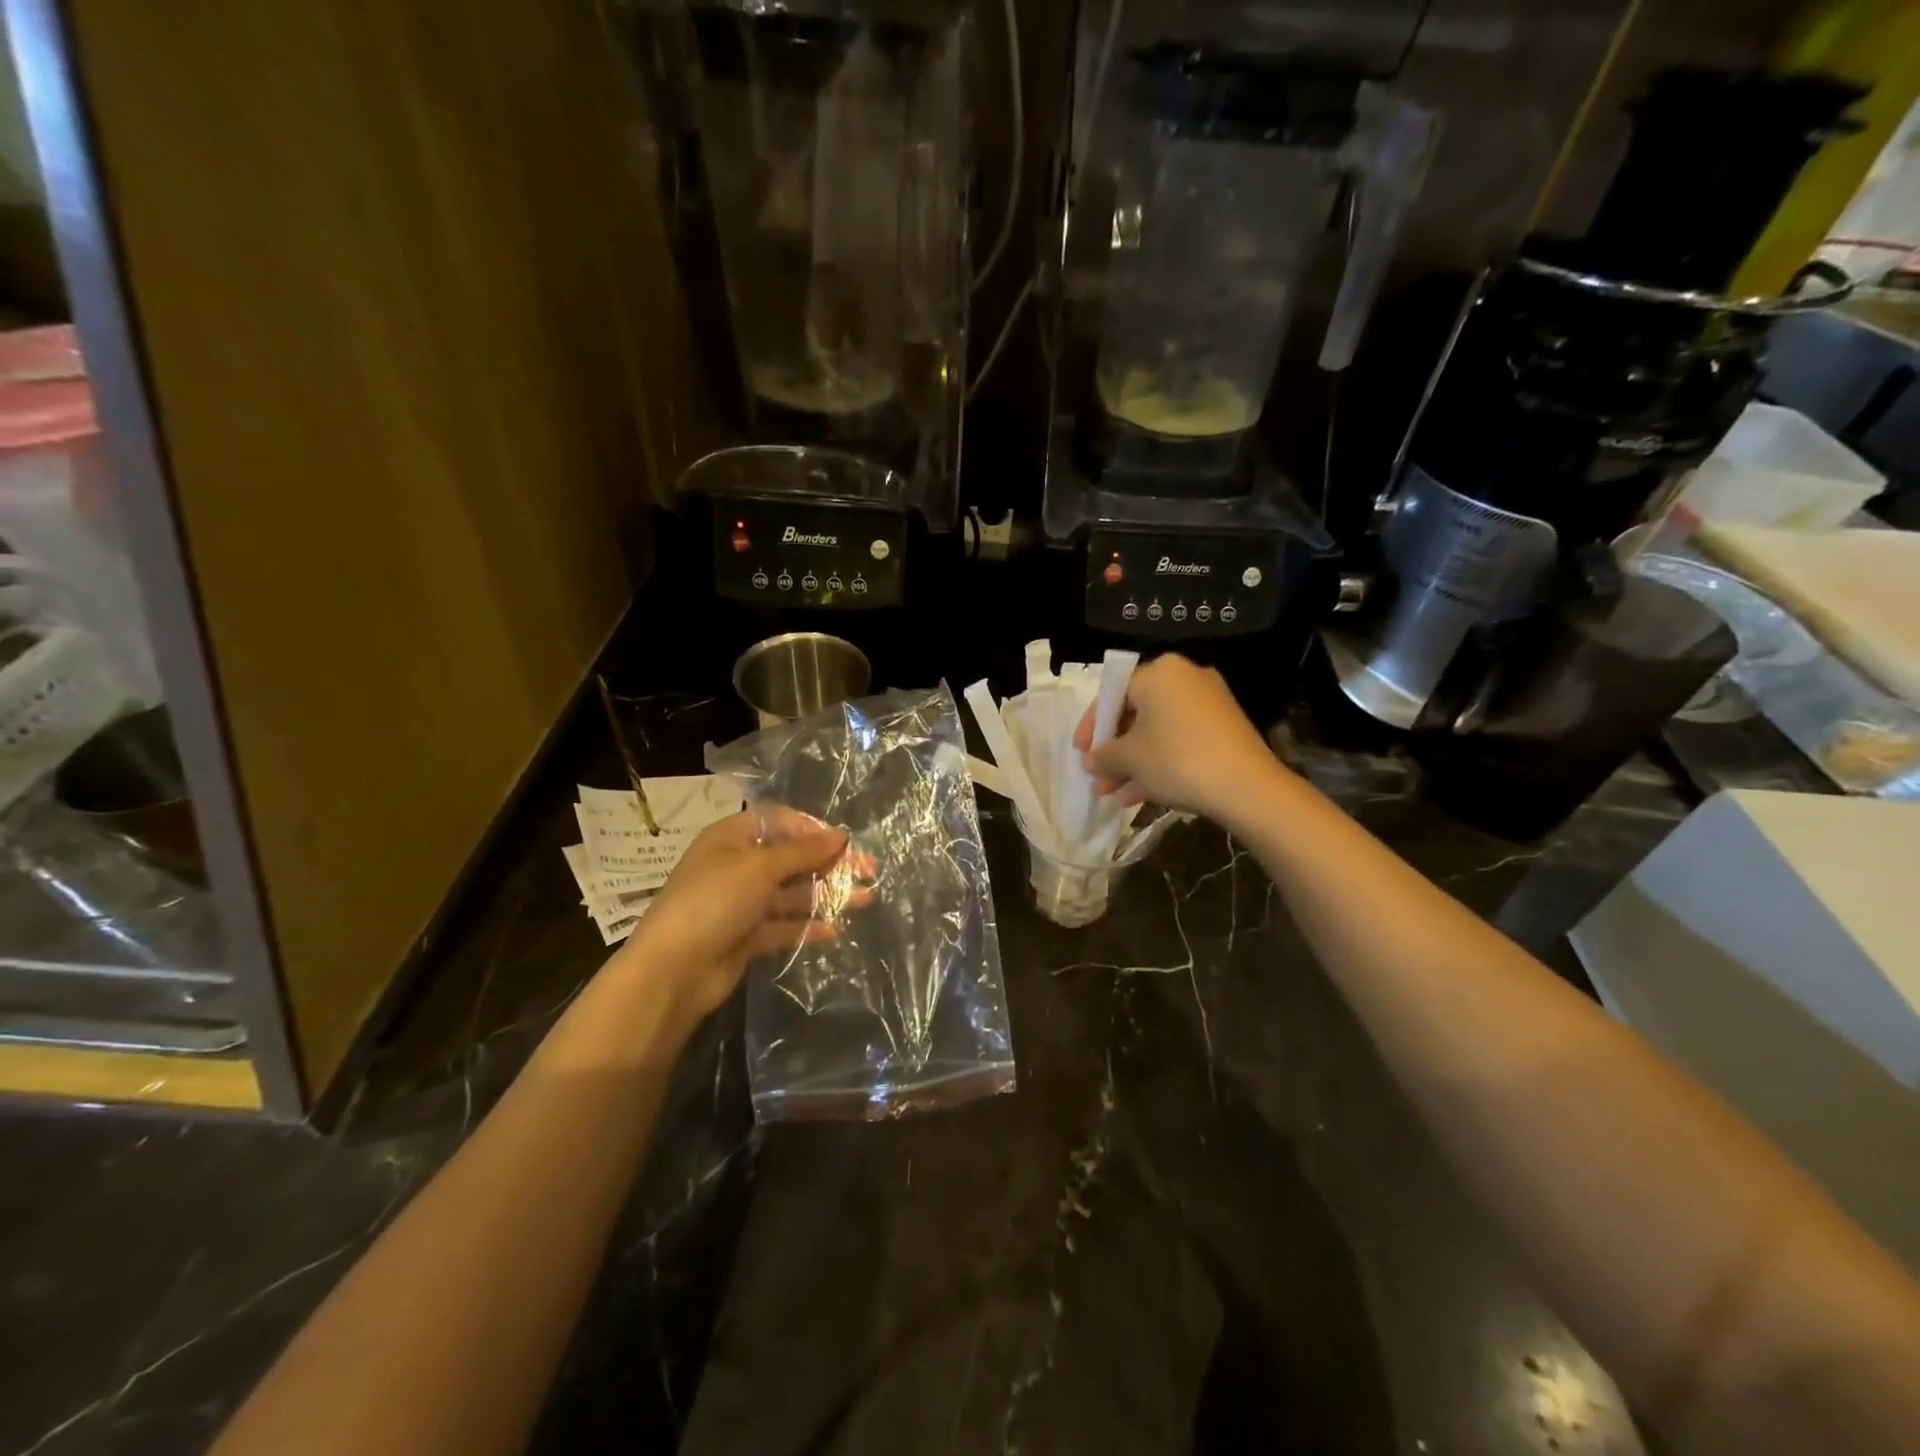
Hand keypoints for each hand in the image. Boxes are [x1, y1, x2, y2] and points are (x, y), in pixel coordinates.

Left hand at [608, 808, 862, 1031]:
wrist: (673, 972)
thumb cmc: (714, 902)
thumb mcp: (759, 868)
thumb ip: (803, 851)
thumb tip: (841, 835)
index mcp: (732, 838)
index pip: (780, 822)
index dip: (813, 829)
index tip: (845, 842)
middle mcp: (737, 865)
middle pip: (792, 857)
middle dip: (830, 863)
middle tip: (870, 870)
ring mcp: (741, 903)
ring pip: (792, 892)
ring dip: (827, 894)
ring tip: (865, 899)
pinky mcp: (746, 936)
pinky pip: (783, 925)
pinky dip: (807, 926)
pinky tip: (835, 929)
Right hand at [1073, 654, 1283, 819]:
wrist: (1247, 787)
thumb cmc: (1177, 760)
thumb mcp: (1129, 758)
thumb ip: (1103, 755)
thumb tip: (1091, 760)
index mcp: (1158, 672)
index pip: (1112, 694)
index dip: (1091, 727)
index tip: (1081, 753)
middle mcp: (1184, 677)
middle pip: (1136, 713)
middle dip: (1114, 750)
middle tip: (1098, 777)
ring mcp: (1208, 702)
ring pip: (1157, 731)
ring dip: (1133, 762)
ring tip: (1113, 795)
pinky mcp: (1224, 727)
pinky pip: (1179, 739)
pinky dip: (1159, 762)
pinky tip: (1139, 796)